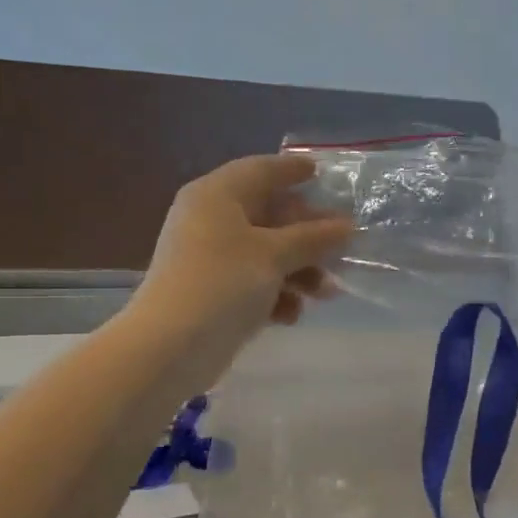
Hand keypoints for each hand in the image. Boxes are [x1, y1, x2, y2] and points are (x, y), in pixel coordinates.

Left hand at [123, 154, 353, 384]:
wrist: (171, 347)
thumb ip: (313, 238)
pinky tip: (291, 315)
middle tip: (343, 246)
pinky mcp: (212, 293)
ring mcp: (209, 259)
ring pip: (265, 254)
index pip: (260, 170)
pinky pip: (252, 283)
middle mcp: (210, 220)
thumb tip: (346, 225)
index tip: (321, 172)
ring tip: (327, 293)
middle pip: (268, 215)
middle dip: (307, 235)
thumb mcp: (274, 255)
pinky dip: (275, 294)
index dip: (292, 170)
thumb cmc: (223, 283)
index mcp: (217, 195)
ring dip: (299, 271)